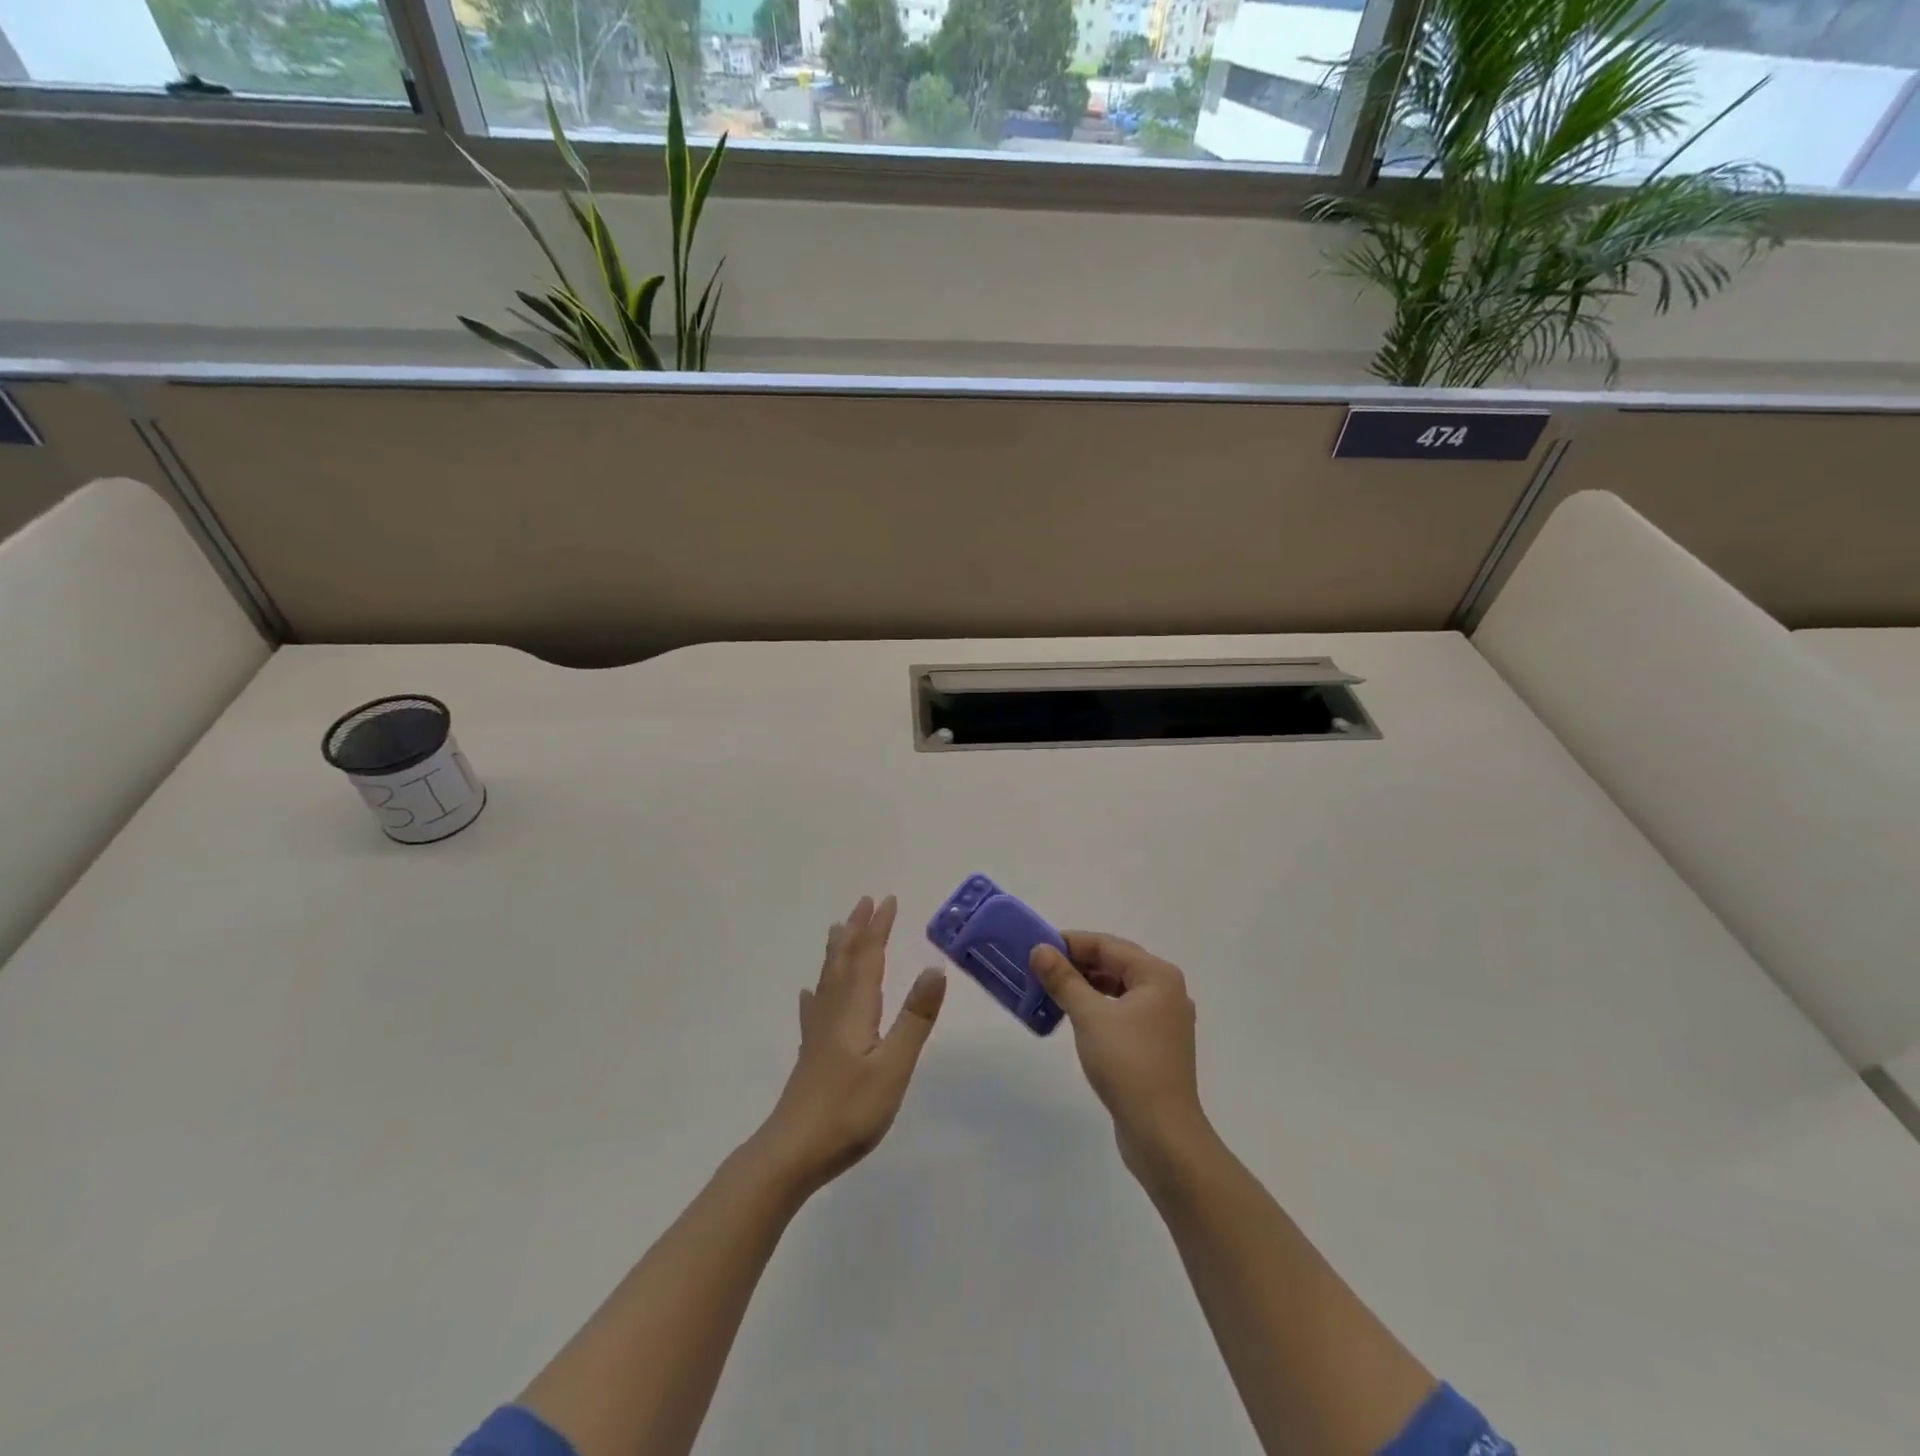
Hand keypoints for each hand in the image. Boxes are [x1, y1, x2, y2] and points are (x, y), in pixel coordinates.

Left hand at [756, 895, 946, 1194]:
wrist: (793, 1152)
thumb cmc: (849, 1110)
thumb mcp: (893, 1066)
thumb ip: (915, 1018)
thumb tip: (935, 968)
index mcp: (855, 1009)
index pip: (868, 957)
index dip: (878, 928)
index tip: (888, 900)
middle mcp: (834, 1011)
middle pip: (844, 960)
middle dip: (857, 930)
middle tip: (865, 902)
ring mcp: (819, 1032)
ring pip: (828, 979)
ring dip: (838, 950)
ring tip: (839, 929)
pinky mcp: (812, 1053)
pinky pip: (815, 1007)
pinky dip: (816, 991)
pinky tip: (808, 993)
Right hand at [1030, 932, 1208, 1179]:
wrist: (1162, 1134)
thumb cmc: (1128, 1064)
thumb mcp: (1089, 1016)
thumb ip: (1063, 979)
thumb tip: (1040, 950)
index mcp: (1158, 976)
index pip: (1108, 945)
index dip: (1071, 942)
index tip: (1037, 946)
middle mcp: (1166, 992)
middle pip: (1116, 964)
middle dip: (1077, 964)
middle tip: (1039, 968)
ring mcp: (1164, 1021)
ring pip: (1119, 989)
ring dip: (1086, 986)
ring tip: (1051, 990)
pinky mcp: (1157, 1046)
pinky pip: (1123, 1013)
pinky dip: (1098, 1008)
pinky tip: (1075, 1017)